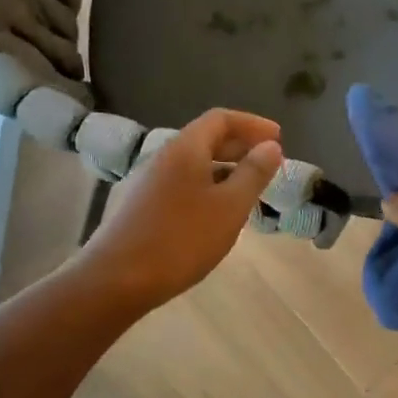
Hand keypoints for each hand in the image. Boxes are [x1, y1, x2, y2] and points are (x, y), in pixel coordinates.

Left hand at [77, 109, 283, 313]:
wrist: (118, 278)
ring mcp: (150, 182)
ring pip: (195, 165)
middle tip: (268, 162)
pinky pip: (183, 185)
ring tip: (249, 189)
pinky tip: (218, 214)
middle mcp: (165, 157)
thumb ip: (253, 174)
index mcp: (186, 148)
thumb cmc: (181, 239)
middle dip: (240, 146)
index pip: (221, 119)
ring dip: (225, 169)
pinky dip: (208, 188)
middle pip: (206, 139)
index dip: (252, 124)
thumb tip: (271, 146)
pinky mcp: (144, 207)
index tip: (279, 138)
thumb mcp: (229, 207)